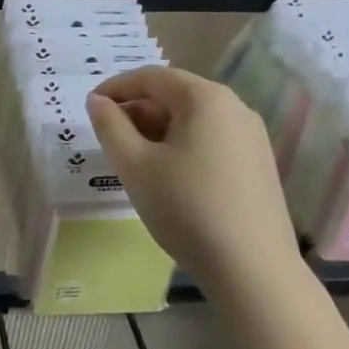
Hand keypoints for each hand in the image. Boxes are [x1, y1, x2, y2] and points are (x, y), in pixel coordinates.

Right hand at [86, 66, 300, 283]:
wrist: (253, 271)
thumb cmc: (186, 208)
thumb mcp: (134, 165)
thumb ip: (110, 126)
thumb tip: (98, 101)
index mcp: (206, 98)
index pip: (151, 77)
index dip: (115, 87)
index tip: (90, 108)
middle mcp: (235, 107)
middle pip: (175, 95)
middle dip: (137, 110)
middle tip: (109, 137)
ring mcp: (252, 136)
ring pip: (193, 119)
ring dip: (158, 129)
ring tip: (133, 158)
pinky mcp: (259, 164)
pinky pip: (211, 139)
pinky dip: (182, 145)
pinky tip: (168, 175)